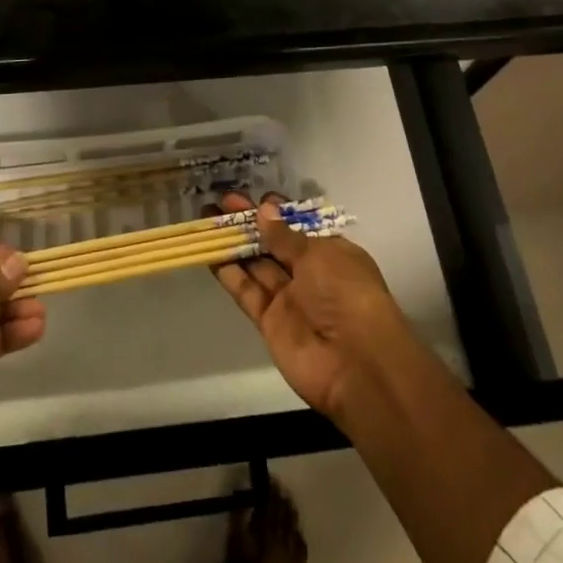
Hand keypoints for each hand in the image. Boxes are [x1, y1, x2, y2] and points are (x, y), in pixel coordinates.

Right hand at [210, 192, 412, 423]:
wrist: (355, 364)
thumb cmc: (346, 293)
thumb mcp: (318, 254)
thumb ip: (285, 235)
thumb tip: (263, 210)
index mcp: (330, 252)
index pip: (299, 227)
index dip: (277, 212)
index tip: (254, 198)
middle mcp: (309, 273)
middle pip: (273, 243)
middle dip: (249, 223)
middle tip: (221, 201)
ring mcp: (288, 298)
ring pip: (256, 264)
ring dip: (234, 242)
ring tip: (207, 218)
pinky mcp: (269, 321)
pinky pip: (247, 291)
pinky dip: (229, 273)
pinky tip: (210, 252)